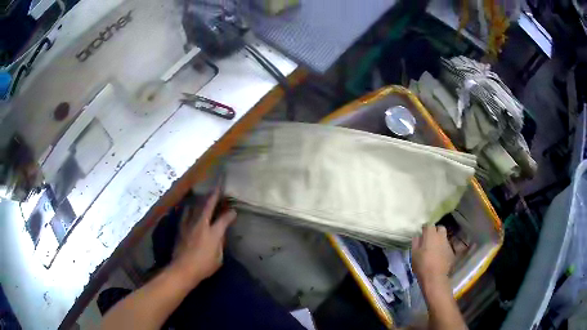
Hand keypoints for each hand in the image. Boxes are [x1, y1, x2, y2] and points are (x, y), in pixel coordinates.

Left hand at [172, 187, 236, 284]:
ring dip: (201, 201)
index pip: (224, 219)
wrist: (183, 269)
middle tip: (217, 188)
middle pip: (208, 206)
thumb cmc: (204, 266)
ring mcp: (189, 225)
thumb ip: (219, 244)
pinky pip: (186, 213)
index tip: (234, 211)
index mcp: (213, 233)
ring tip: (204, 197)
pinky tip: (190, 208)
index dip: (230, 214)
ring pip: (195, 207)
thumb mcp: (218, 258)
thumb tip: (219, 236)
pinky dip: (190, 209)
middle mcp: (201, 225)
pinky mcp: (181, 228)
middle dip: (214, 196)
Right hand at [411, 225, 454, 287]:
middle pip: (440, 228)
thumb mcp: (414, 254)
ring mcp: (447, 244)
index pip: (429, 225)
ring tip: (434, 248)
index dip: (425, 228)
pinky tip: (439, 256)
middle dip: (435, 231)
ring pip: (444, 237)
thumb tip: (418, 236)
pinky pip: (446, 246)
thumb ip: (416, 242)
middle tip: (430, 239)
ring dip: (439, 240)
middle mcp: (441, 237)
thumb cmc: (422, 265)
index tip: (422, 233)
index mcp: (431, 235)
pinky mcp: (451, 252)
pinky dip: (443, 248)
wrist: (435, 278)